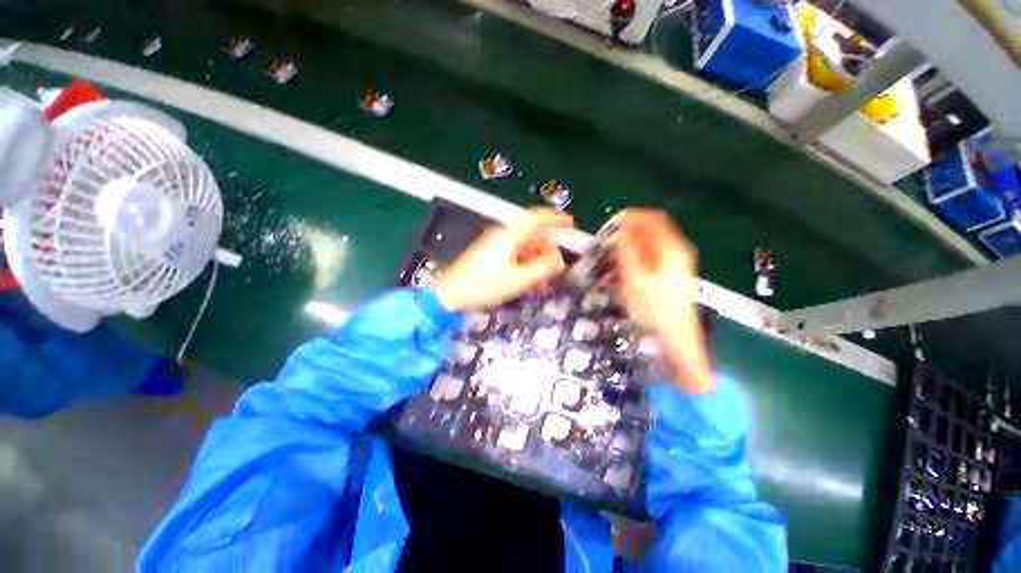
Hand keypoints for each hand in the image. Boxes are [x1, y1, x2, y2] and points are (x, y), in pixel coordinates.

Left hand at [435, 209, 572, 312]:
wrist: (451, 294)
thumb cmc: (485, 285)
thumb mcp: (519, 279)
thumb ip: (543, 267)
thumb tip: (560, 260)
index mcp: (509, 236)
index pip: (536, 219)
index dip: (555, 219)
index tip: (570, 223)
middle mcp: (503, 236)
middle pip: (532, 236)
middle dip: (548, 251)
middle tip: (558, 267)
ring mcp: (496, 246)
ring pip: (524, 249)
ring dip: (537, 262)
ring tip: (544, 281)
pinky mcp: (491, 256)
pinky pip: (515, 256)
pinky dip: (526, 266)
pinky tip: (530, 281)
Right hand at [612, 210, 711, 393]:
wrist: (674, 338)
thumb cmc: (654, 309)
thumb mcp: (635, 278)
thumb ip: (627, 251)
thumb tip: (621, 229)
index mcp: (671, 249)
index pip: (651, 219)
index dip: (630, 218)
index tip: (610, 226)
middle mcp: (675, 252)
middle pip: (648, 233)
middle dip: (625, 237)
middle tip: (606, 247)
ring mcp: (673, 265)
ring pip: (645, 248)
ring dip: (625, 251)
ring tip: (608, 265)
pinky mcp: (667, 277)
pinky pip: (646, 261)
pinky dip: (631, 263)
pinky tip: (618, 277)